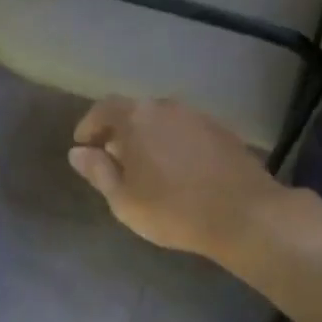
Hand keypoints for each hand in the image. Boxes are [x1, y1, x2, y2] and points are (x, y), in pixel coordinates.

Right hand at [67, 96, 286, 257]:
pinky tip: (175, 171)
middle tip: (111, 159)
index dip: (90, 126)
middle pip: (135, 111)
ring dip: (147, 138)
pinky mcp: (222, 131)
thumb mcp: (124, 199)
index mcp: (137, 118)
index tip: (83, 145)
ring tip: (144, 168)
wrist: (243, 214)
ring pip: (162, 121)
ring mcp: (198, 116)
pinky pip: (185, 131)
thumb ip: (99, 172)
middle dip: (119, 132)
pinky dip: (172, 144)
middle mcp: (167, 107)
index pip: (104, 109)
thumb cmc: (172, 211)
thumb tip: (78, 153)